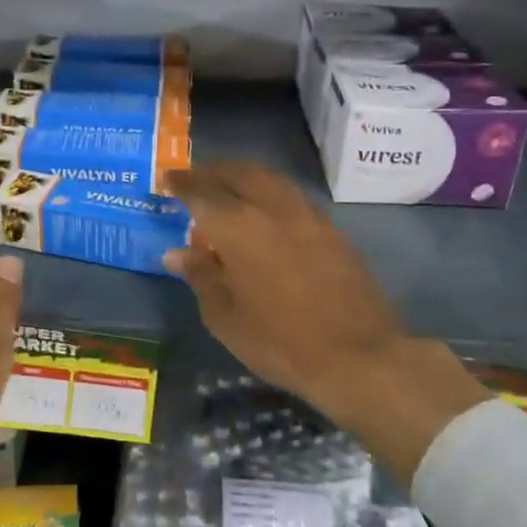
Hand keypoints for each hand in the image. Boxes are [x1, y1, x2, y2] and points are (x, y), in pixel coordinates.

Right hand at [163, 162, 488, 480]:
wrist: (358, 356)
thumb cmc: (279, 341)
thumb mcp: (225, 317)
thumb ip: (200, 276)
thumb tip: (177, 253)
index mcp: (238, 226)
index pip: (202, 192)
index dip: (182, 183)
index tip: (167, 179)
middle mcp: (273, 208)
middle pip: (240, 173)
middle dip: (214, 171)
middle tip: (196, 178)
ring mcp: (308, 216)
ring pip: (271, 180)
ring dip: (245, 177)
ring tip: (230, 189)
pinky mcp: (333, 231)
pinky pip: (293, 198)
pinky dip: (271, 194)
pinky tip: (267, 214)